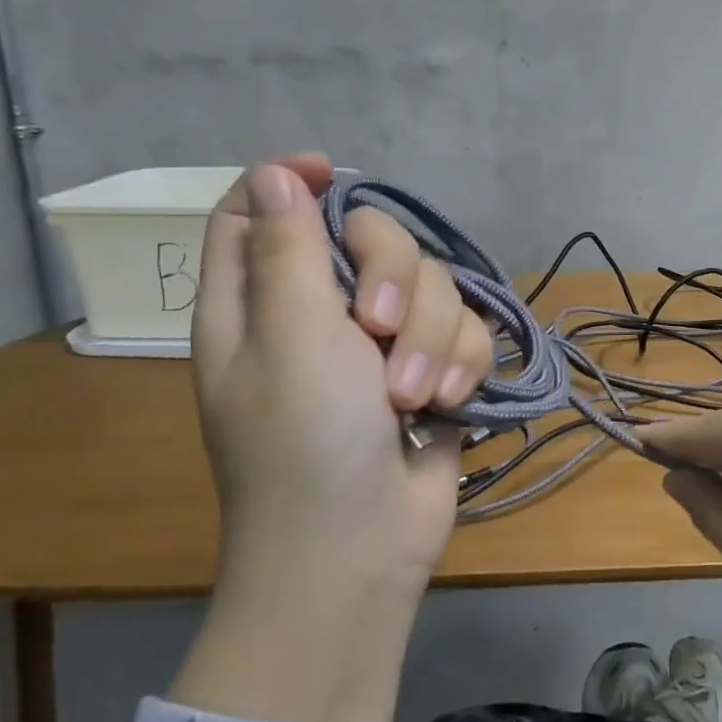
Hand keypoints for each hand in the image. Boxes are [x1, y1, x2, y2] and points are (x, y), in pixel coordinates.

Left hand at [167, 156, 494, 721]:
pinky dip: (458, 362)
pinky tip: (445, 405)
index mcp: (260, 300)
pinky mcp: (432, 367)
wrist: (362, 547)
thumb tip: (273, 174)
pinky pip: (462, 328)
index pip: (258, 210)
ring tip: (413, 397)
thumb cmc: (305, 442)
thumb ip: (286, 249)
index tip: (336, 175)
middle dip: (392, 274)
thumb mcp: (289, 337)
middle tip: (378, 327)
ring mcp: (381, 341)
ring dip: (430, 337)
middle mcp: (321, 311)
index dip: (292, 182)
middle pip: (370, 236)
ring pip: (431, 284)